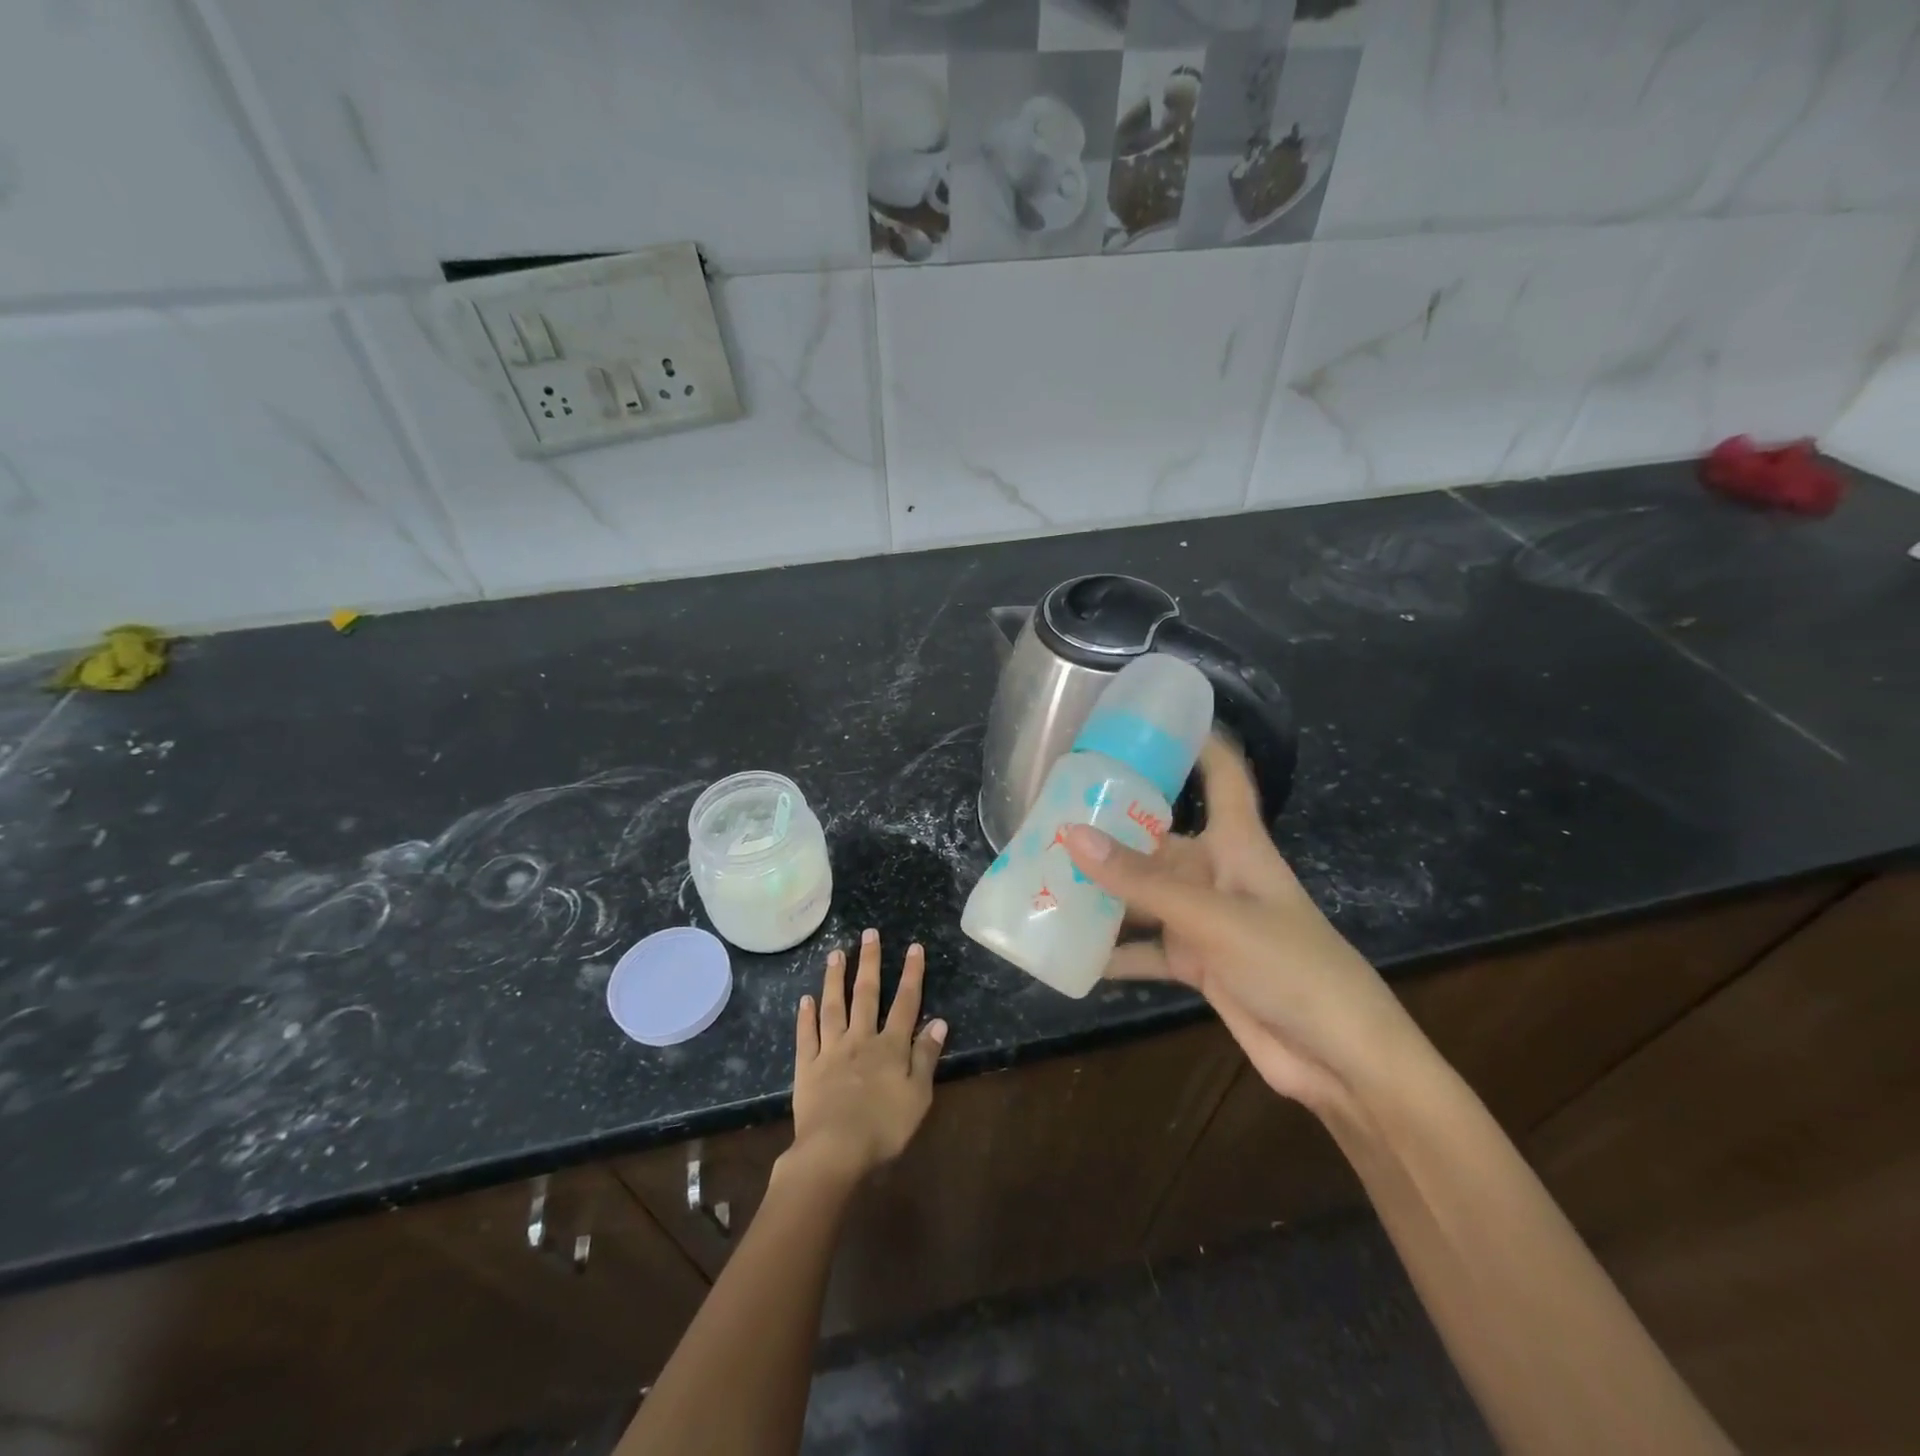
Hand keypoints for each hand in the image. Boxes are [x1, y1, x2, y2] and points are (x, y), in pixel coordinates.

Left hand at [787, 929, 945, 1186]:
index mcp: (891, 1046)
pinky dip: (806, 1016)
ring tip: (835, 954)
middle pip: (866, 995)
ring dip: (835, 979)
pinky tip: (805, 999)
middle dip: (869, 962)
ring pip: (833, 1007)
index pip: (905, 1003)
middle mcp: (861, 1039)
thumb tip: (939, 1021)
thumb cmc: (884, 1127)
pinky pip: (806, 1036)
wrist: (835, 1150)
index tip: (913, 947)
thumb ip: (927, 1056)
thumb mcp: (918, 1095)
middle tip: (869, 934)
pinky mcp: (807, 1068)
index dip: (911, 974)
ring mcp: (831, 1050)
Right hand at [1066, 737, 1414, 1113]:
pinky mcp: (1198, 964)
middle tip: (1049, 819)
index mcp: (1237, 845)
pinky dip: (1113, 953)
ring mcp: (1206, 921)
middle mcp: (1217, 874)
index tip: (1148, 721)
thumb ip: (1140, 882)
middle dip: (1111, 832)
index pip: (1222, 777)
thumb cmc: (1290, 966)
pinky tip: (1069, 953)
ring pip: (1144, 896)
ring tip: (1044, 880)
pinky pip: (1145, 950)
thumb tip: (1071, 834)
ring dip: (1103, 893)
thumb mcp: (1211, 917)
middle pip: (1159, 841)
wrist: (1341, 1059)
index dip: (1196, 743)